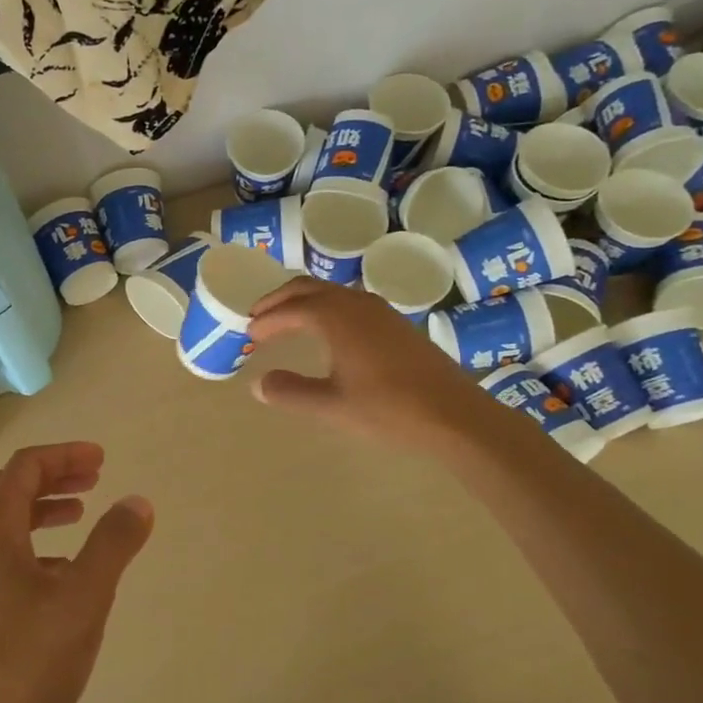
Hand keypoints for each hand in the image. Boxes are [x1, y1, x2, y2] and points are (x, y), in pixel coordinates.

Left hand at [0, 443, 153, 702]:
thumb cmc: (24, 661)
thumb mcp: (83, 598)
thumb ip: (113, 545)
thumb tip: (137, 501)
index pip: (24, 468)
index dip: (63, 456)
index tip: (100, 460)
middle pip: (10, 492)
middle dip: (54, 479)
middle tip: (94, 480)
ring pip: (4, 529)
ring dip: (42, 513)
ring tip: (78, 519)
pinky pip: (0, 561)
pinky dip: (32, 549)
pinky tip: (58, 579)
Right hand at [248, 279, 491, 454]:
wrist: (454, 414)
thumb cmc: (388, 409)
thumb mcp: (331, 406)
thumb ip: (291, 392)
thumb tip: (258, 383)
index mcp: (336, 317)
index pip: (290, 309)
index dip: (266, 320)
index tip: (248, 333)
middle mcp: (356, 303)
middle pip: (308, 288)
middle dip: (280, 299)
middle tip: (258, 316)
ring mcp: (380, 311)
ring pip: (332, 292)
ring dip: (304, 301)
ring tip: (287, 320)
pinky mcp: (396, 323)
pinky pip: (350, 302)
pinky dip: (327, 308)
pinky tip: (329, 331)